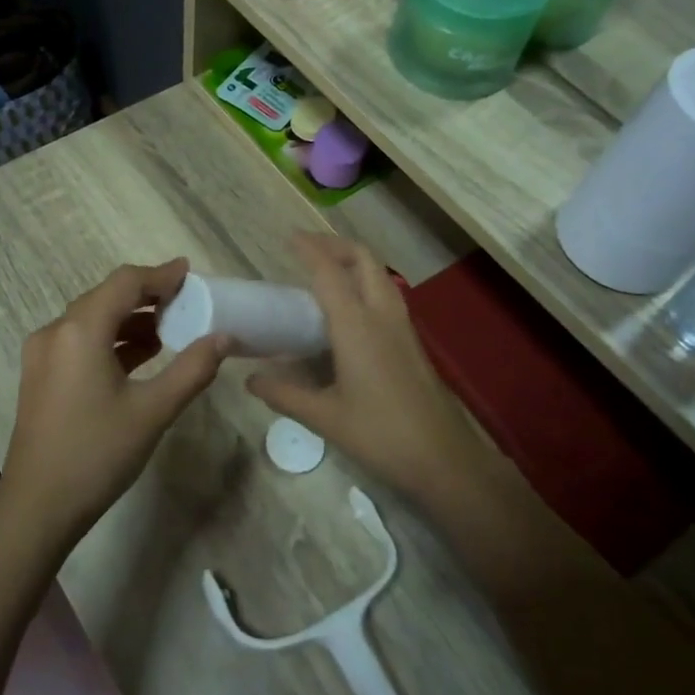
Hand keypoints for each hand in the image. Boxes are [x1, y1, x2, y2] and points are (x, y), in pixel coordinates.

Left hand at [0, 259, 229, 549]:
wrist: (37, 508)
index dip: (159, 275)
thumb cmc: (97, 454)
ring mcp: (43, 355)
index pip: (124, 284)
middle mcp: (55, 332)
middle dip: (146, 296)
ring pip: (92, 320)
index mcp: (79, 331)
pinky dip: (111, 340)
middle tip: (185, 302)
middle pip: (106, 297)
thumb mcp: (153, 411)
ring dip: (129, 320)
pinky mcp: (41, 376)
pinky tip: (139, 357)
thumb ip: (192, 369)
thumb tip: (224, 337)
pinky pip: (80, 342)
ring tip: (169, 330)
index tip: (190, 273)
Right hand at [247, 234, 488, 506]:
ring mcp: (402, 326)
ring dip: (354, 262)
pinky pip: (386, 294)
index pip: (329, 272)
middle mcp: (381, 315)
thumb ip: (284, 394)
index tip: (289, 237)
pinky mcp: (411, 341)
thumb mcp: (324, 416)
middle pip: (363, 259)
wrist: (443, 457)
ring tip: (326, 271)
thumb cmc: (380, 434)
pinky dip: (365, 283)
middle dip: (335, 245)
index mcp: (356, 325)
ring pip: (379, 275)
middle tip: (307, 248)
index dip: (309, 249)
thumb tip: (250, 380)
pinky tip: (350, 309)